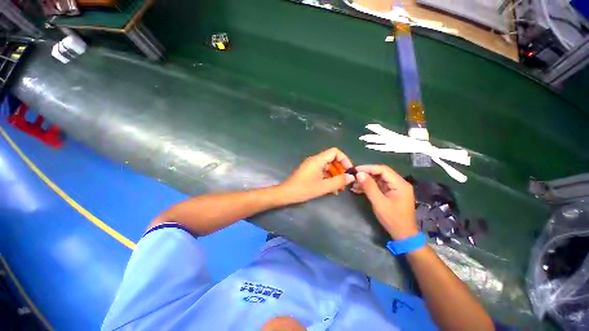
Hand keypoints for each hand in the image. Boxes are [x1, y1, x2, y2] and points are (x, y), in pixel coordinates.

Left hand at [279, 148, 355, 203]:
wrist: (286, 193)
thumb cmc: (304, 189)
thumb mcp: (323, 187)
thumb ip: (338, 181)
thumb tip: (351, 177)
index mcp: (318, 160)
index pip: (335, 152)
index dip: (344, 159)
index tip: (349, 170)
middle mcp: (315, 160)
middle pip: (332, 159)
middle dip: (340, 170)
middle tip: (345, 181)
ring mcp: (311, 166)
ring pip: (327, 167)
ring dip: (335, 175)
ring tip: (340, 188)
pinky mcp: (309, 172)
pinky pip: (322, 172)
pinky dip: (328, 178)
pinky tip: (332, 189)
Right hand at [352, 165, 417, 239]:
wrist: (403, 234)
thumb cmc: (393, 219)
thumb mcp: (379, 203)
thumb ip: (369, 187)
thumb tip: (359, 174)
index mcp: (400, 184)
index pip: (383, 169)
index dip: (368, 168)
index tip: (356, 170)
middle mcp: (399, 183)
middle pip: (381, 173)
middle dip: (366, 174)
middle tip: (353, 177)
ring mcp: (395, 188)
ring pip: (378, 179)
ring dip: (366, 181)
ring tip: (354, 184)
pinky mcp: (390, 193)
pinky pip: (378, 186)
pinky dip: (369, 187)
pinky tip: (358, 189)